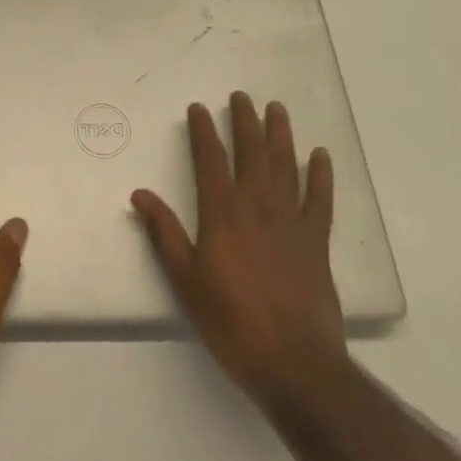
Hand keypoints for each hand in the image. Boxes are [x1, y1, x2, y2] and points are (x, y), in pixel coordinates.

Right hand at [131, 92, 347, 408]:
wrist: (295, 364)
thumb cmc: (232, 322)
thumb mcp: (186, 280)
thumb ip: (165, 233)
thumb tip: (140, 194)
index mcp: (222, 213)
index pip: (210, 160)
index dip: (203, 131)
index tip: (199, 108)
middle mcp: (257, 206)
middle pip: (251, 152)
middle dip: (244, 121)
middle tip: (241, 97)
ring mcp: (291, 222)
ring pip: (285, 166)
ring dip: (280, 135)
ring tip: (277, 109)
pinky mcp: (317, 242)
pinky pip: (320, 199)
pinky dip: (321, 175)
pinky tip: (320, 156)